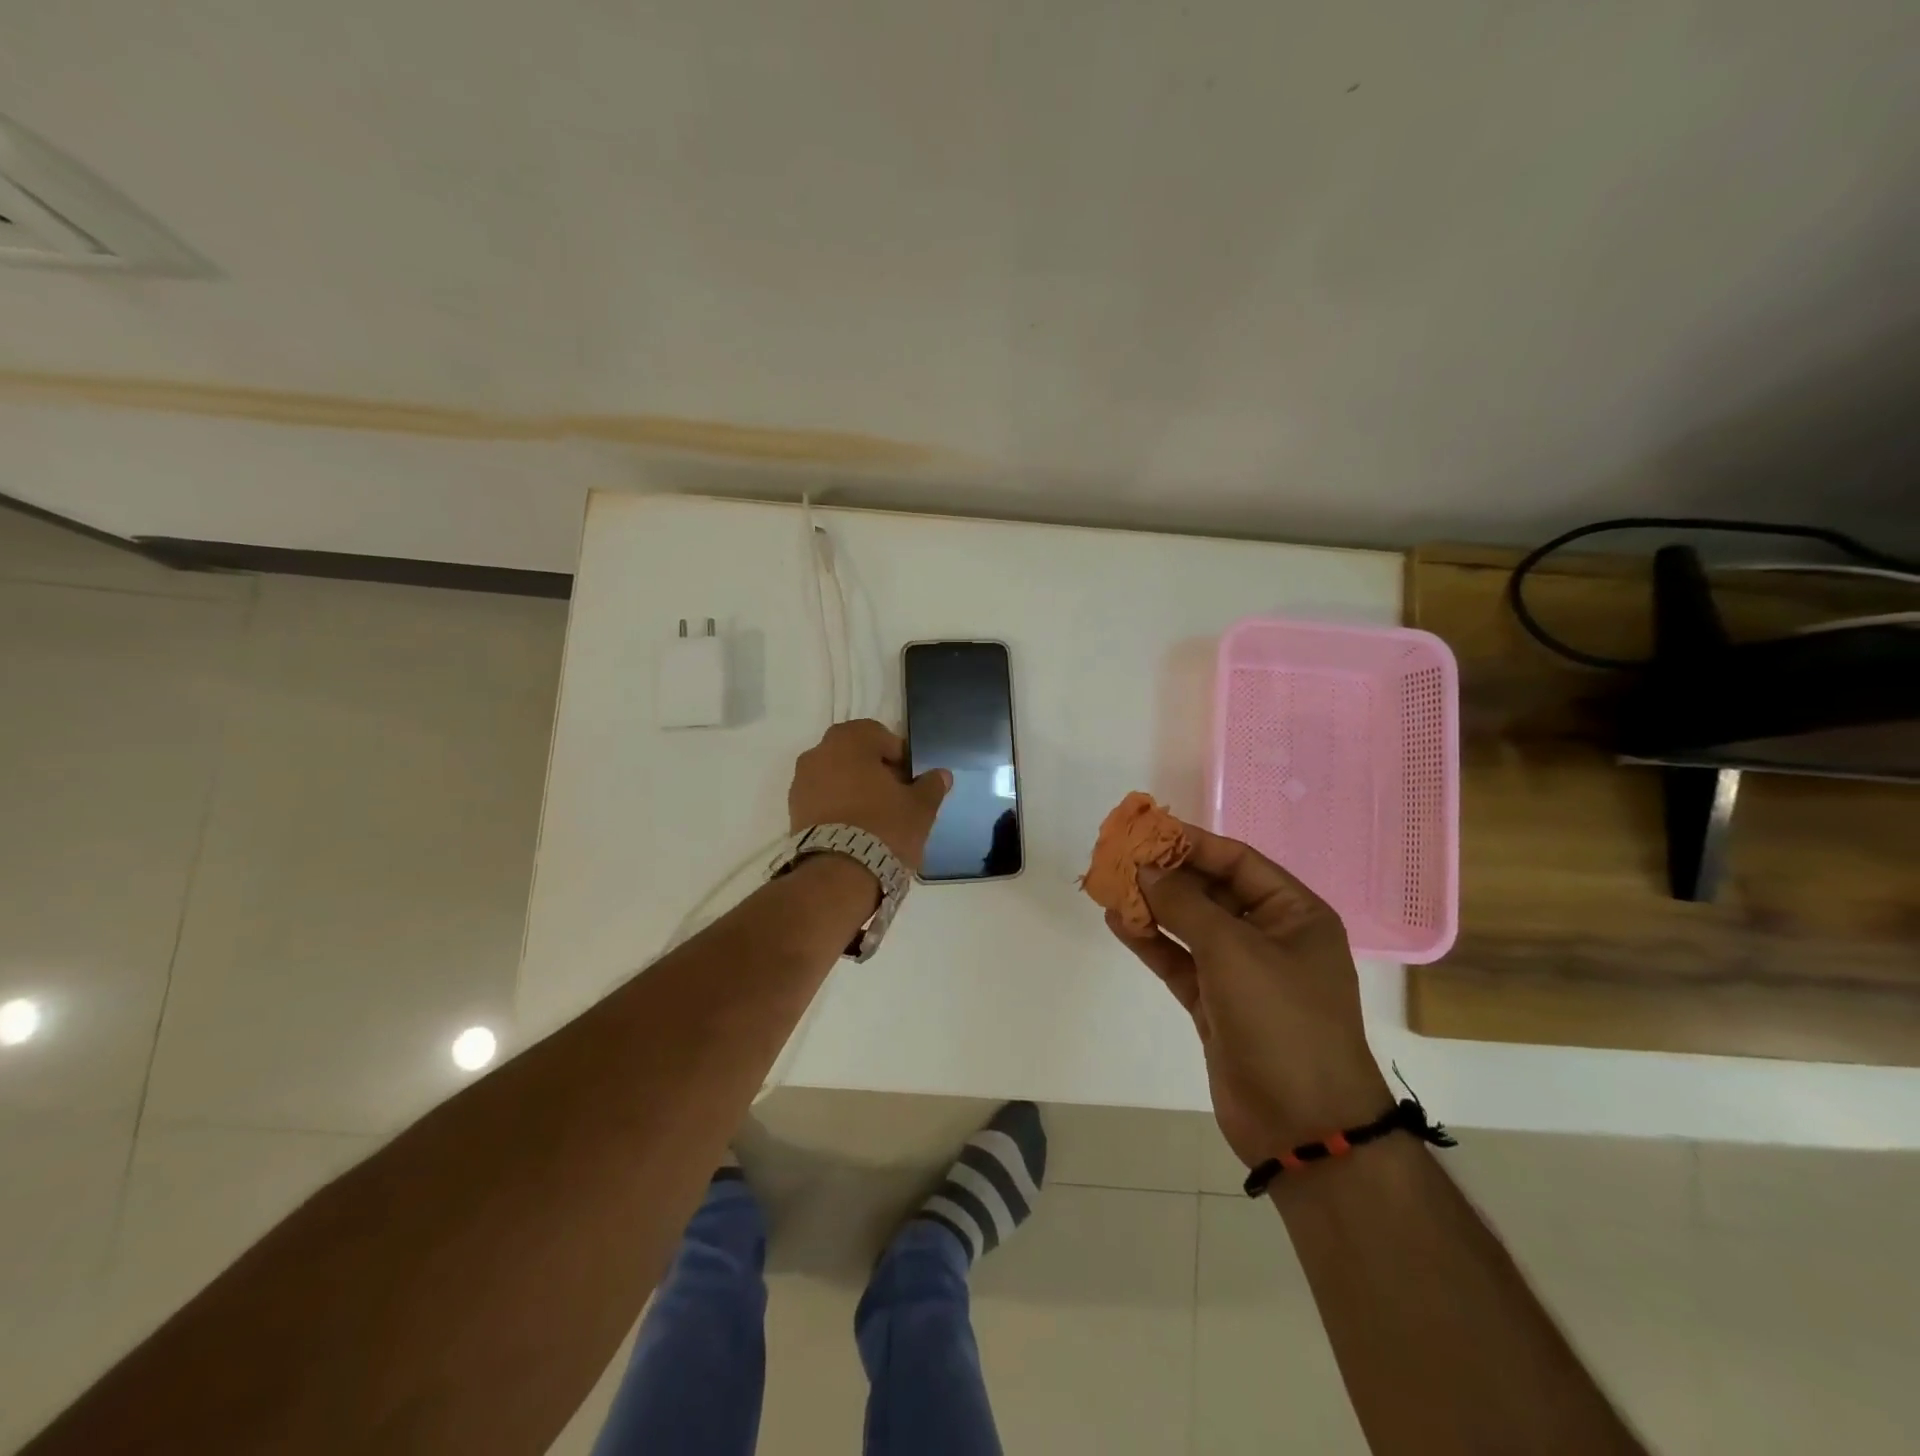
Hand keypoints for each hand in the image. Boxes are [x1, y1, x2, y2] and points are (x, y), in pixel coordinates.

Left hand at [788, 720, 951, 872]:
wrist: (838, 875)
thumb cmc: (884, 828)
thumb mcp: (920, 807)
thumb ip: (931, 786)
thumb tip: (940, 775)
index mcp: (849, 740)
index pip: (879, 734)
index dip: (899, 755)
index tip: (911, 779)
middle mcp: (818, 753)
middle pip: (854, 754)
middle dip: (874, 770)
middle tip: (895, 796)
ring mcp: (801, 782)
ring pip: (835, 775)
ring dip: (854, 788)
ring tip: (875, 817)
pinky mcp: (793, 811)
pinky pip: (821, 798)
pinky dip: (837, 806)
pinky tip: (855, 828)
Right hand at [1105, 824, 1389, 1166]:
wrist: (1303, 1123)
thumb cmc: (1281, 1019)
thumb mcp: (1233, 949)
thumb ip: (1184, 903)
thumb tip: (1145, 867)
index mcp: (1294, 914)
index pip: (1238, 861)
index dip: (1192, 844)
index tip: (1147, 831)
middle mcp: (1270, 936)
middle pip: (1211, 891)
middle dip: (1166, 875)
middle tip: (1119, 857)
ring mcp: (1241, 973)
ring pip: (1190, 926)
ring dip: (1152, 907)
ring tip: (1110, 886)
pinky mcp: (1215, 1004)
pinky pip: (1179, 961)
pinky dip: (1150, 942)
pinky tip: (1118, 923)